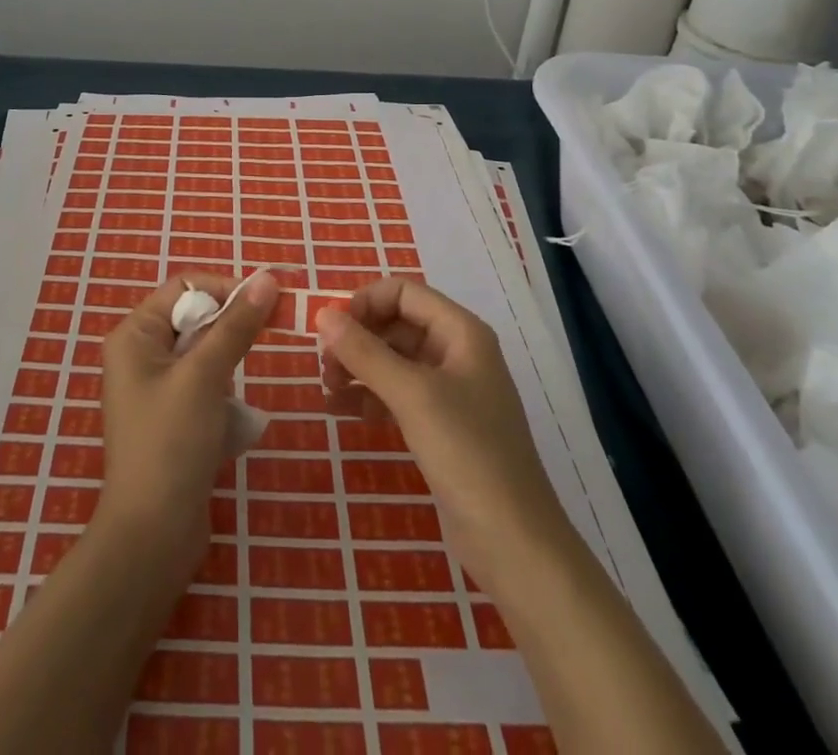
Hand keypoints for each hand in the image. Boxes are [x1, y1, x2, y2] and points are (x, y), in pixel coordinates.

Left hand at [97, 269, 279, 570]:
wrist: (152, 537)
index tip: (264, 306)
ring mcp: (154, 388)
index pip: (184, 287)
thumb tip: (267, 278)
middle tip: (254, 352)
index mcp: (135, 335)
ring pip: (204, 354)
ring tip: (228, 402)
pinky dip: (222, 396)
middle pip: (195, 318)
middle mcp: (140, 354)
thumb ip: (236, 325)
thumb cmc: (171, 443)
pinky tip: (228, 424)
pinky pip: (204, 386)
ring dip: (226, 369)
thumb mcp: (205, 376)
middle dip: (228, 333)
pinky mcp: (171, 417)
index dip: (224, 290)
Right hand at [317, 277, 565, 597]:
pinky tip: (342, 411)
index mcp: (461, 332)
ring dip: (359, 367)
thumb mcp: (411, 395)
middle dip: (358, 338)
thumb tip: (323, 314)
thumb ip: (364, 352)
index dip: (364, 302)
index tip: (330, 329)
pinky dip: (369, 396)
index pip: (403, 292)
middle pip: (396, 324)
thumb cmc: (467, 454)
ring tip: (327, 389)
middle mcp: (457, 352)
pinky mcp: (442, 426)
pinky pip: (398, 394)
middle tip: (324, 365)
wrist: (514, 544)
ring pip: (394, 359)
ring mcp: (450, 391)